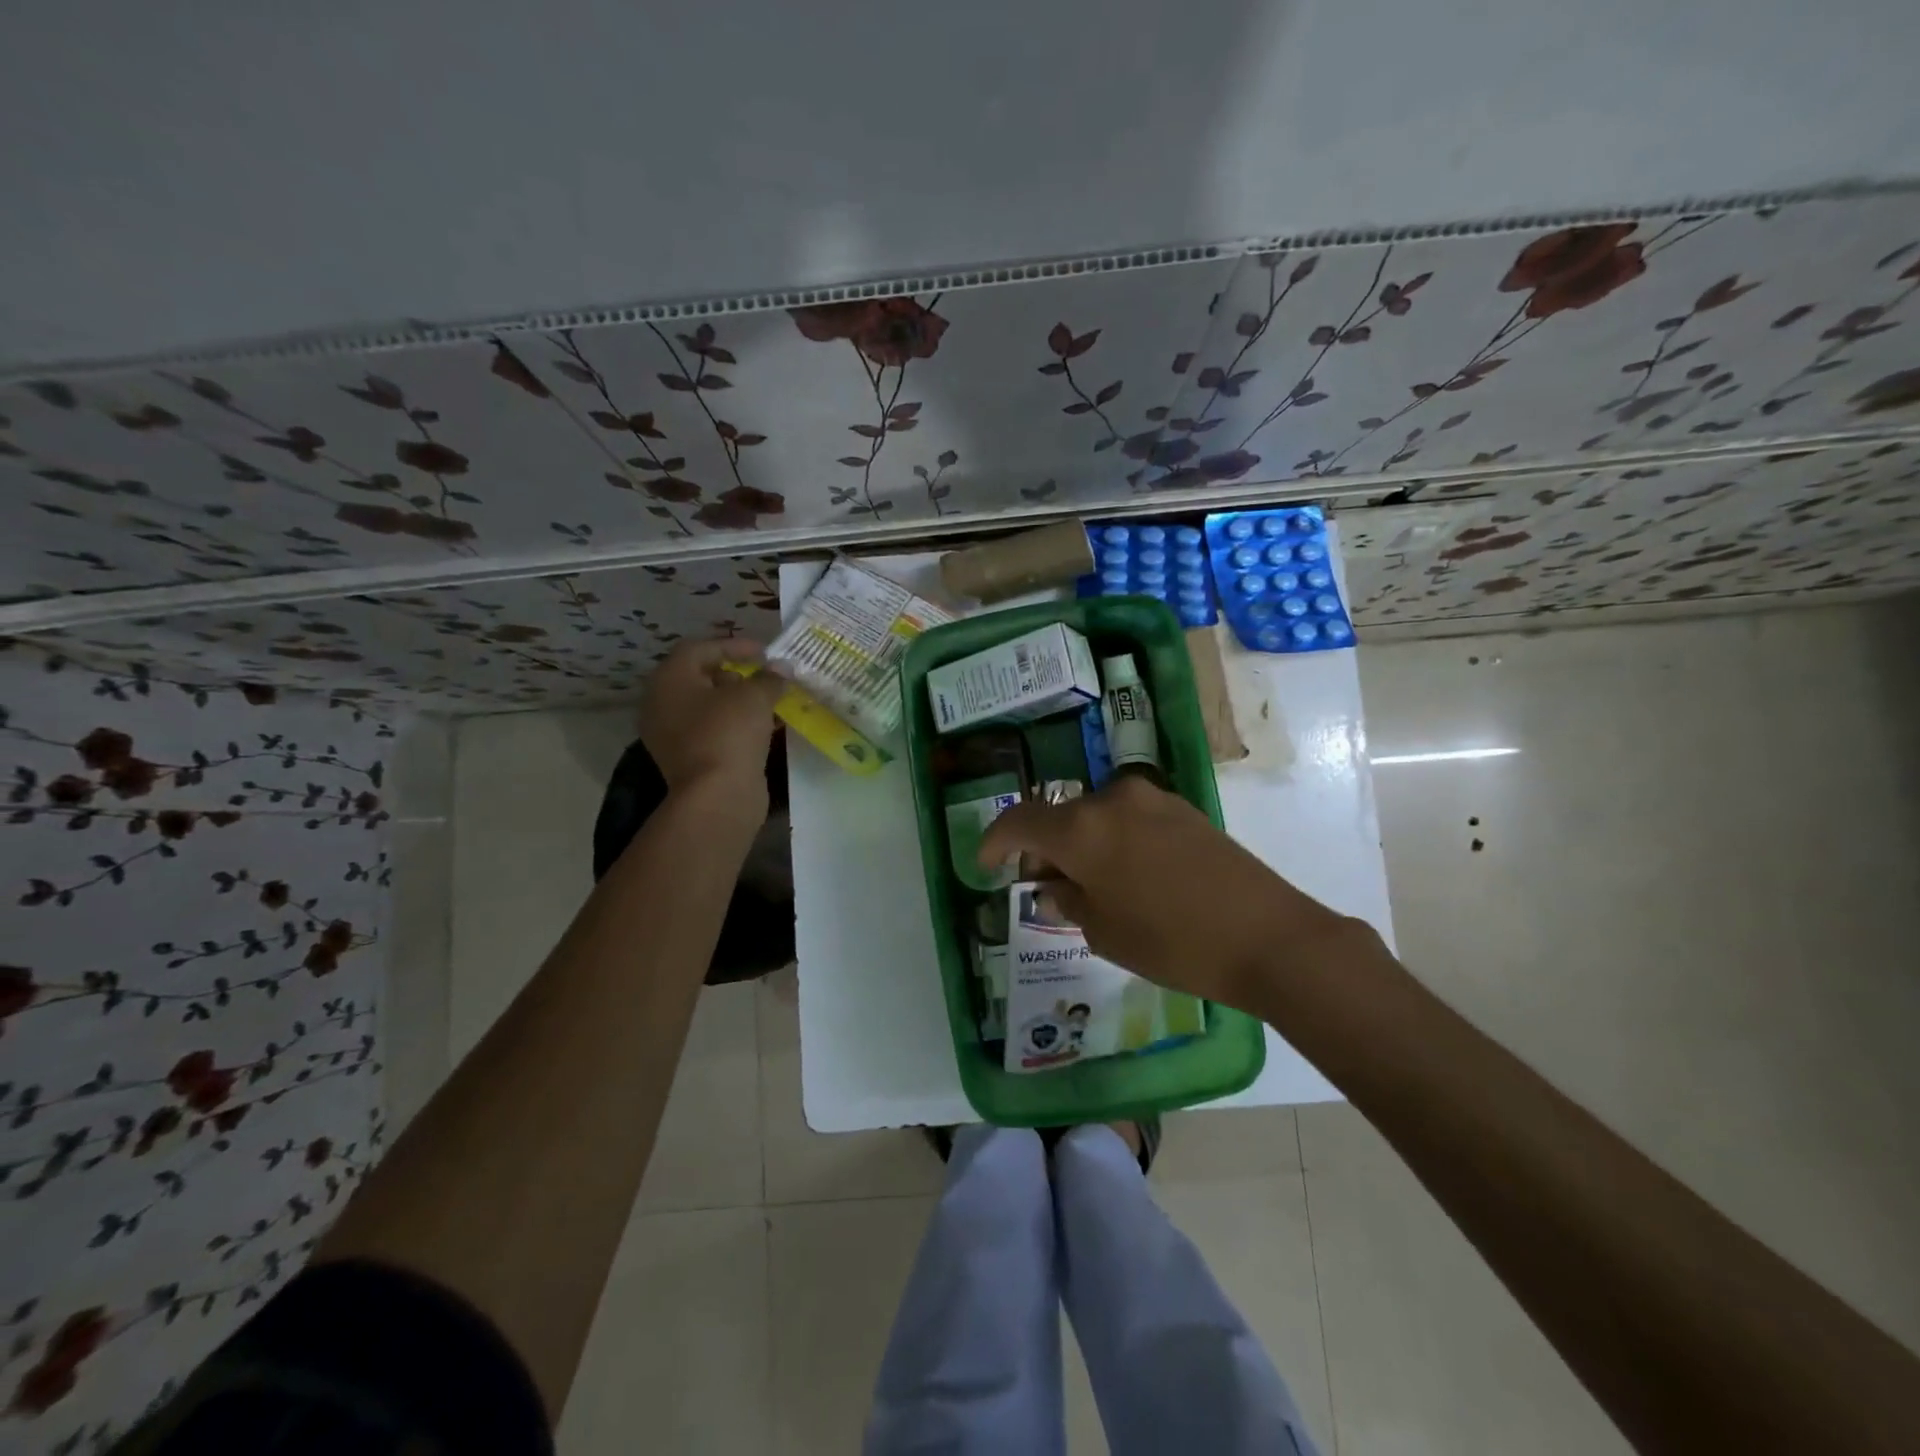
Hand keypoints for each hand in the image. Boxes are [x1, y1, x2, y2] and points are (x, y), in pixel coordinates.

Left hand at [637, 639, 785, 816]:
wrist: (717, 796)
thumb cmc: (729, 733)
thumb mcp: (755, 697)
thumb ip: (769, 678)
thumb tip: (781, 668)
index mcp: (669, 679)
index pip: (700, 648)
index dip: (734, 645)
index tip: (765, 652)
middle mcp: (661, 703)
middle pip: (699, 677)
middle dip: (735, 673)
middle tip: (764, 676)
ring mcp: (670, 734)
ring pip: (706, 706)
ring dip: (737, 701)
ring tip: (769, 701)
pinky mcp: (686, 758)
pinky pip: (711, 730)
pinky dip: (734, 724)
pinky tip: (763, 727)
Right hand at [977, 775, 1372, 1015]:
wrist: (1268, 936)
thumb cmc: (1172, 942)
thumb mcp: (1104, 932)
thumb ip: (1067, 901)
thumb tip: (1051, 887)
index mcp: (1081, 828)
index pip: (1020, 822)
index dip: (995, 841)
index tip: (984, 862)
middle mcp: (1110, 800)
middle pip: (1058, 816)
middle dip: (1041, 847)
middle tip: (1041, 883)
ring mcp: (1151, 799)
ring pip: (1093, 815)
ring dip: (1078, 842)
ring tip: (1084, 882)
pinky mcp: (1182, 808)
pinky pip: (1127, 818)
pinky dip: (1111, 839)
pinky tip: (1123, 873)